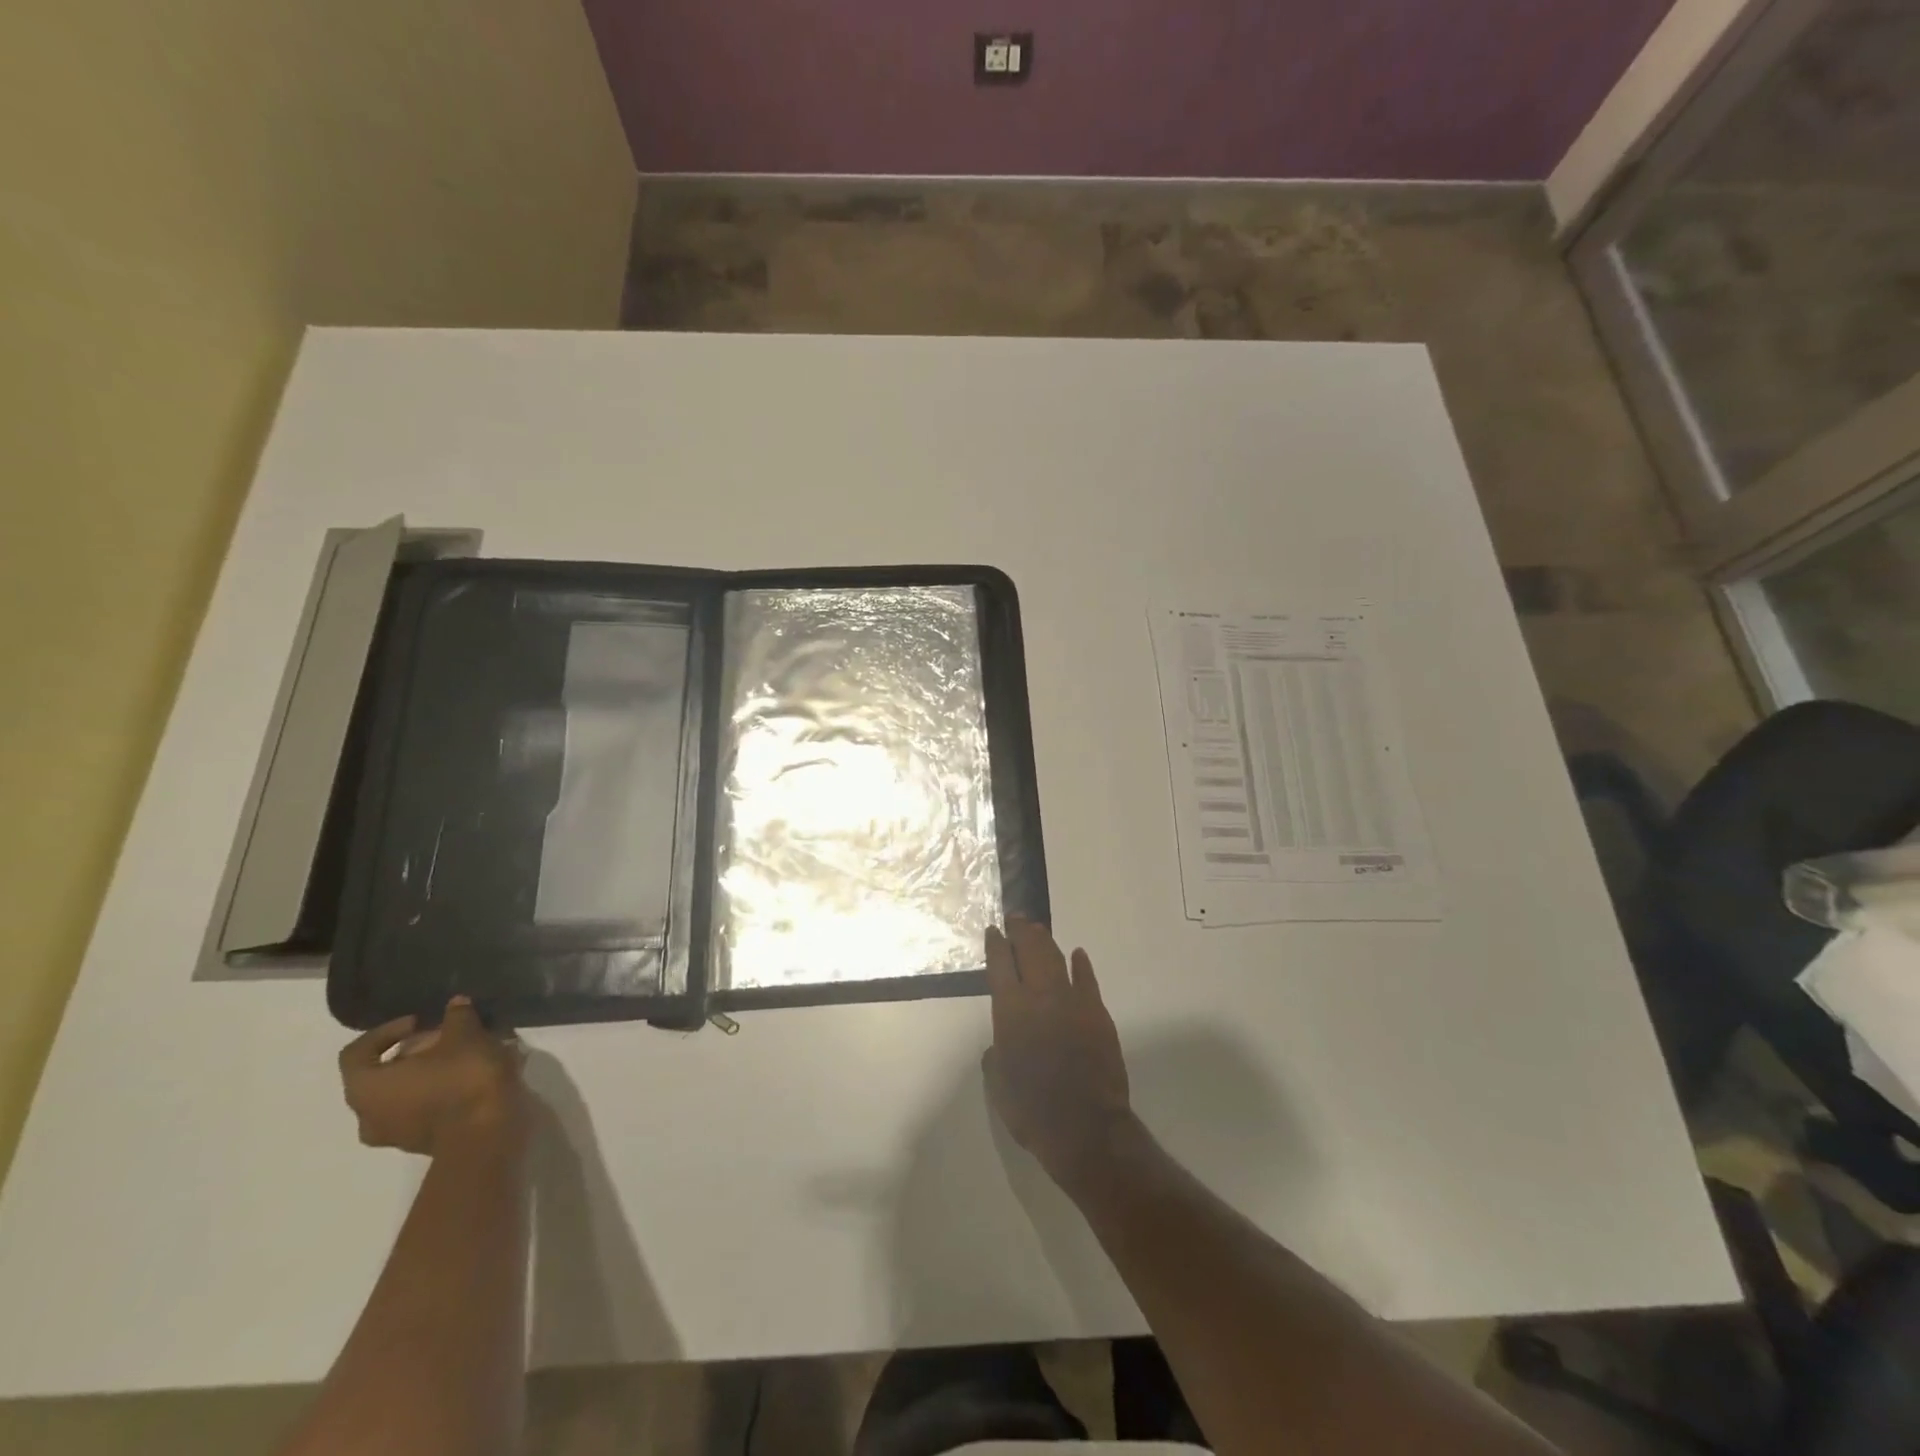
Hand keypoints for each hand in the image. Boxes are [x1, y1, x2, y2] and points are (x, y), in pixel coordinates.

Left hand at [338, 997, 524, 1155]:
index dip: (386, 1031)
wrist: (485, 1133)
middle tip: (444, 1037)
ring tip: (461, 1057)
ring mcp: (391, 1135)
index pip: (356, 1052)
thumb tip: (455, 1004)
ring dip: (425, 1073)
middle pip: (380, 1075)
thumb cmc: (462, 1079)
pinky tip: (468, 1077)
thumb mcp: (465, 1035)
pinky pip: (419, 1110)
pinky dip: (437, 1091)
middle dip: (412, 1052)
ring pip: (400, 1094)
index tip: (420, 1022)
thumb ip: (457, 1017)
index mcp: (366, 1087)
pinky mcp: (418, 1143)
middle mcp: (367, 1115)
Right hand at [983, 918, 1134, 1194]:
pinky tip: (1078, 955)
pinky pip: (1087, 980)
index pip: (1000, 966)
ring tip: (1038, 930)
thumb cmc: (1032, 1110)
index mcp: (1010, 1012)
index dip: (996, 945)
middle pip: (1030, 952)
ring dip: (1046, 942)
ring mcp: (1072, 1001)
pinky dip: (1081, 965)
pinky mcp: (1097, 1013)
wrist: (1085, 1127)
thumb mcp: (999, 1085)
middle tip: (1017, 919)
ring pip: (1056, 960)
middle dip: (1022, 932)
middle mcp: (1039, 997)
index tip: (994, 930)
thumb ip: (996, 1057)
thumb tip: (1000, 1045)